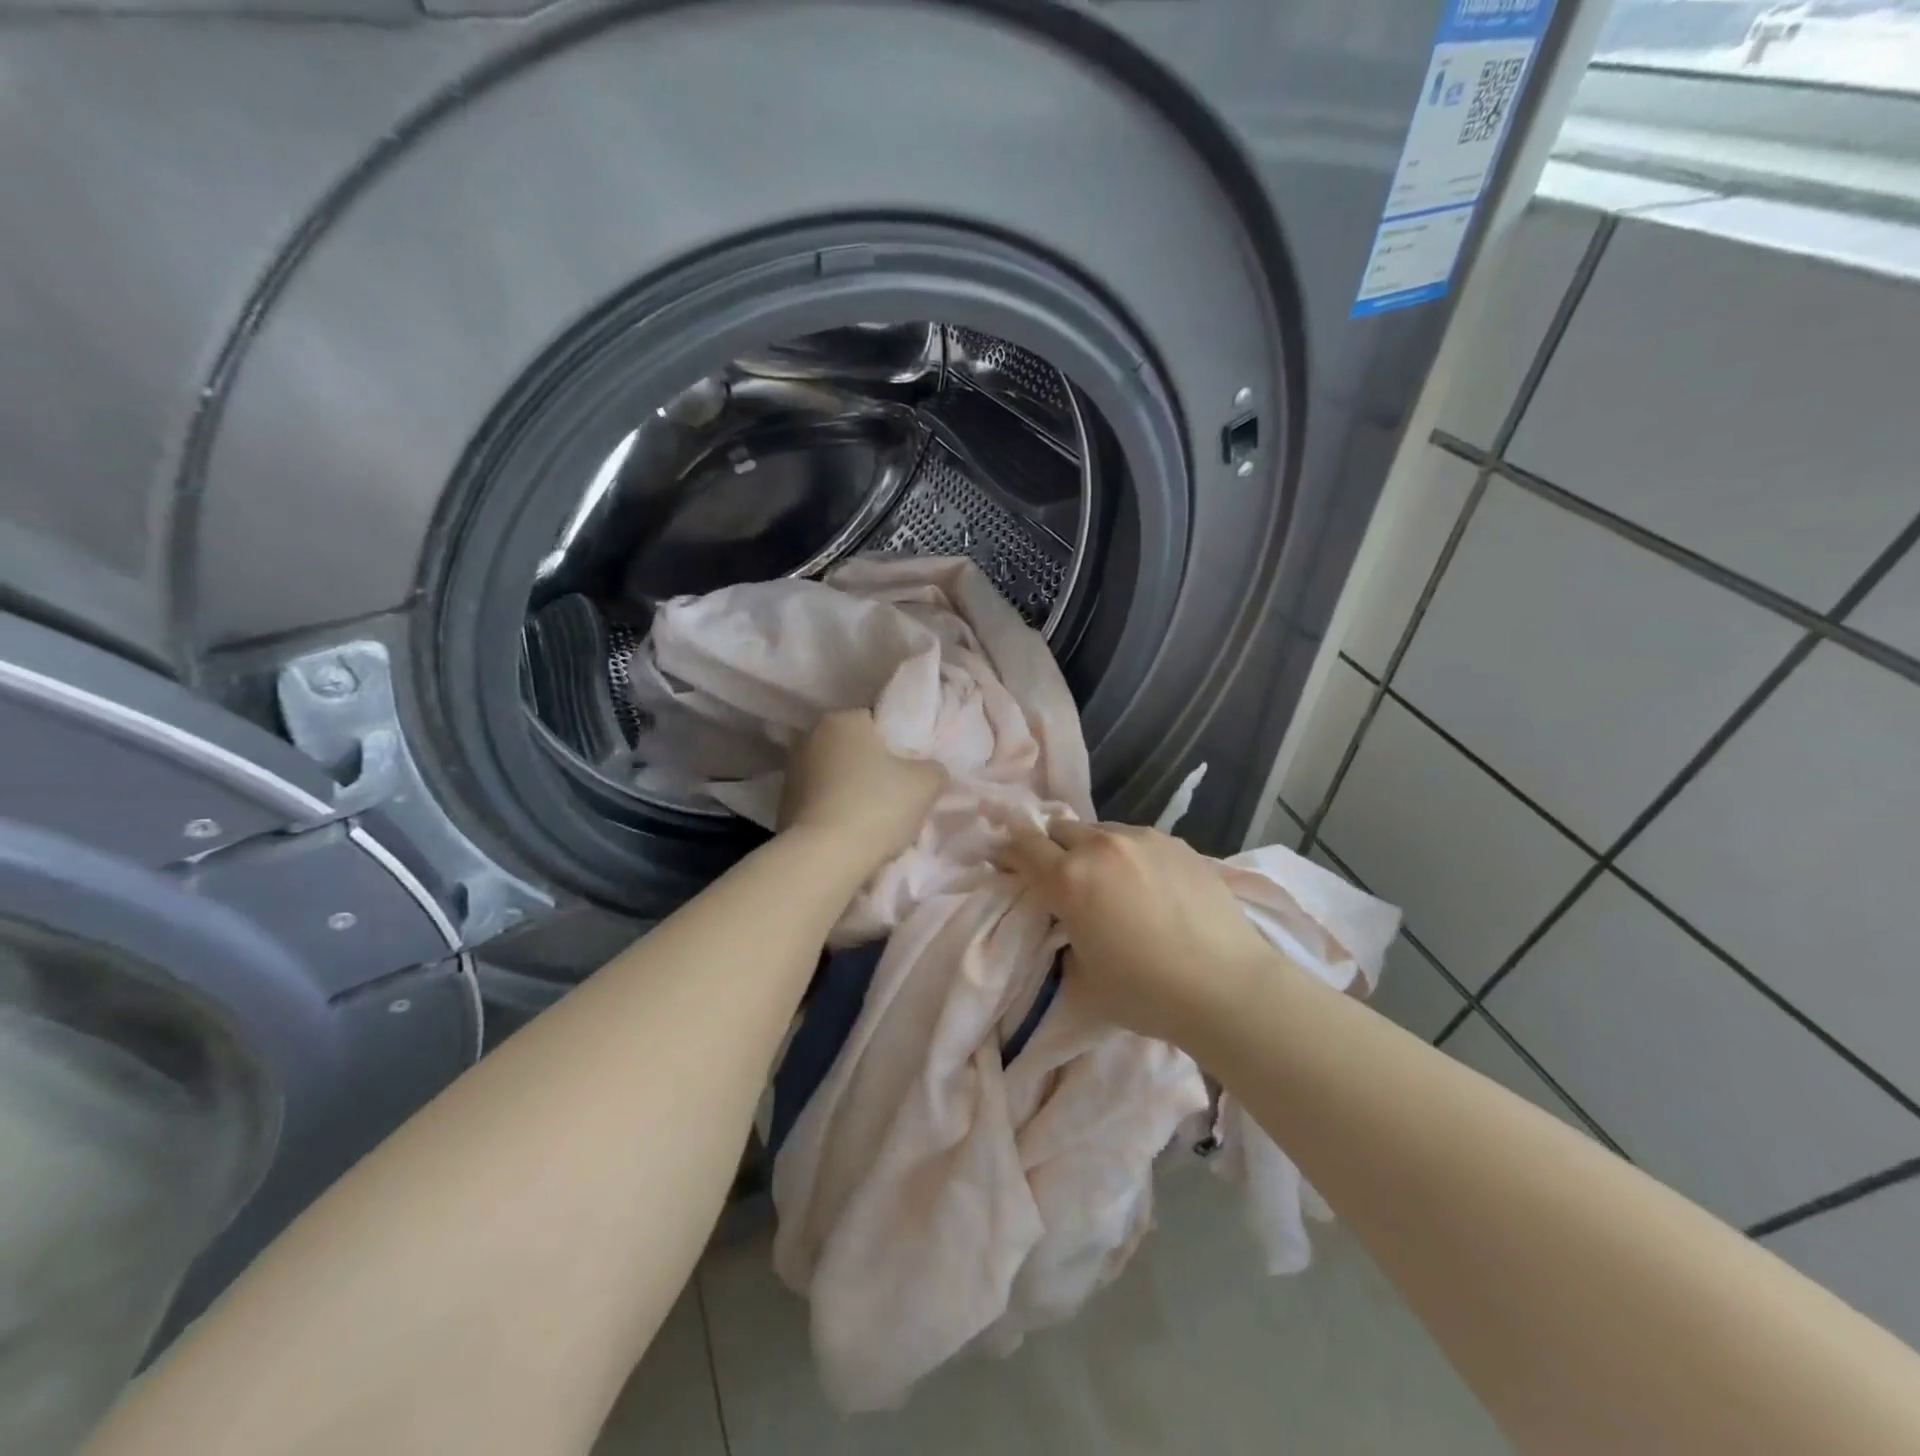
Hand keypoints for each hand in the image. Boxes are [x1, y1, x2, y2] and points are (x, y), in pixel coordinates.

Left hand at [779, 710, 945, 871]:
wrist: (824, 857)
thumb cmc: (877, 806)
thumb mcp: (926, 783)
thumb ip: (934, 769)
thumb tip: (931, 771)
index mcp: (843, 719)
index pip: (877, 722)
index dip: (898, 744)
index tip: (911, 769)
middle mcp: (811, 737)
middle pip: (854, 749)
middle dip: (873, 767)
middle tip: (897, 794)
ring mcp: (791, 771)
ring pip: (835, 775)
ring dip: (852, 789)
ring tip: (875, 818)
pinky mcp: (782, 804)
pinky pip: (820, 801)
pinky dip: (835, 810)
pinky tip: (852, 832)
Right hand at [998, 820, 1285, 1050]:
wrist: (1228, 987)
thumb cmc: (1146, 992)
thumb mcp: (1081, 979)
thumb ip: (1063, 941)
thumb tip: (1069, 924)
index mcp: (1069, 878)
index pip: (1022, 846)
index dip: (1008, 852)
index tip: (1005, 863)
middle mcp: (1102, 846)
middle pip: (1060, 829)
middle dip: (1051, 849)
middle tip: (1060, 879)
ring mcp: (1143, 840)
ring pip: (1101, 831)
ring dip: (1092, 850)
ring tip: (1110, 883)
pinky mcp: (1178, 843)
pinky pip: (1137, 841)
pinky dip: (1129, 856)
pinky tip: (1149, 887)